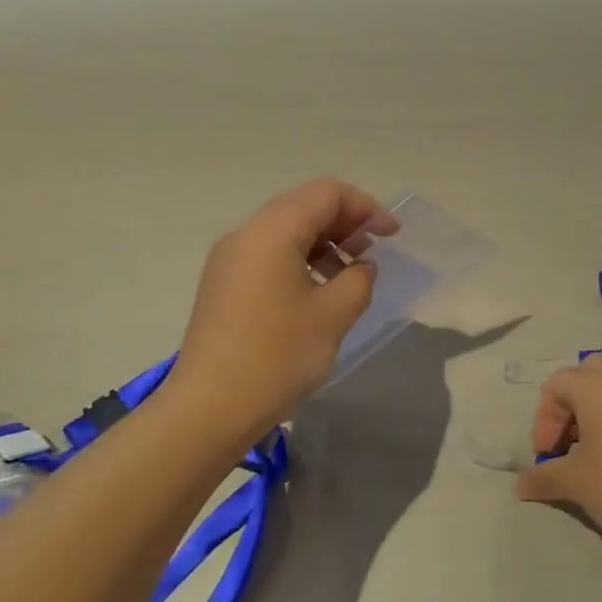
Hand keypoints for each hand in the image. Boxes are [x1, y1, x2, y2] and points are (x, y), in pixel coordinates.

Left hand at [169, 178, 396, 435]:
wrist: (211, 407)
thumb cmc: (278, 355)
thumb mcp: (333, 315)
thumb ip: (358, 280)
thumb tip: (359, 268)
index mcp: (272, 230)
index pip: (327, 194)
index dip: (365, 207)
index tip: (391, 236)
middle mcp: (246, 234)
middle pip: (303, 206)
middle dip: (344, 223)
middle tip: (372, 253)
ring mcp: (228, 260)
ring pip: (284, 232)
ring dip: (322, 243)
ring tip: (349, 275)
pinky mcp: (222, 285)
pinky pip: (267, 255)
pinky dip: (299, 260)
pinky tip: (317, 292)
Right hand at [516, 355, 601, 550]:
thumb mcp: (576, 484)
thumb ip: (544, 477)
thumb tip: (520, 485)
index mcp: (595, 385)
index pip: (556, 384)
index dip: (543, 419)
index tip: (547, 456)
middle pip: (590, 373)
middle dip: (574, 404)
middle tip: (570, 442)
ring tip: (601, 448)